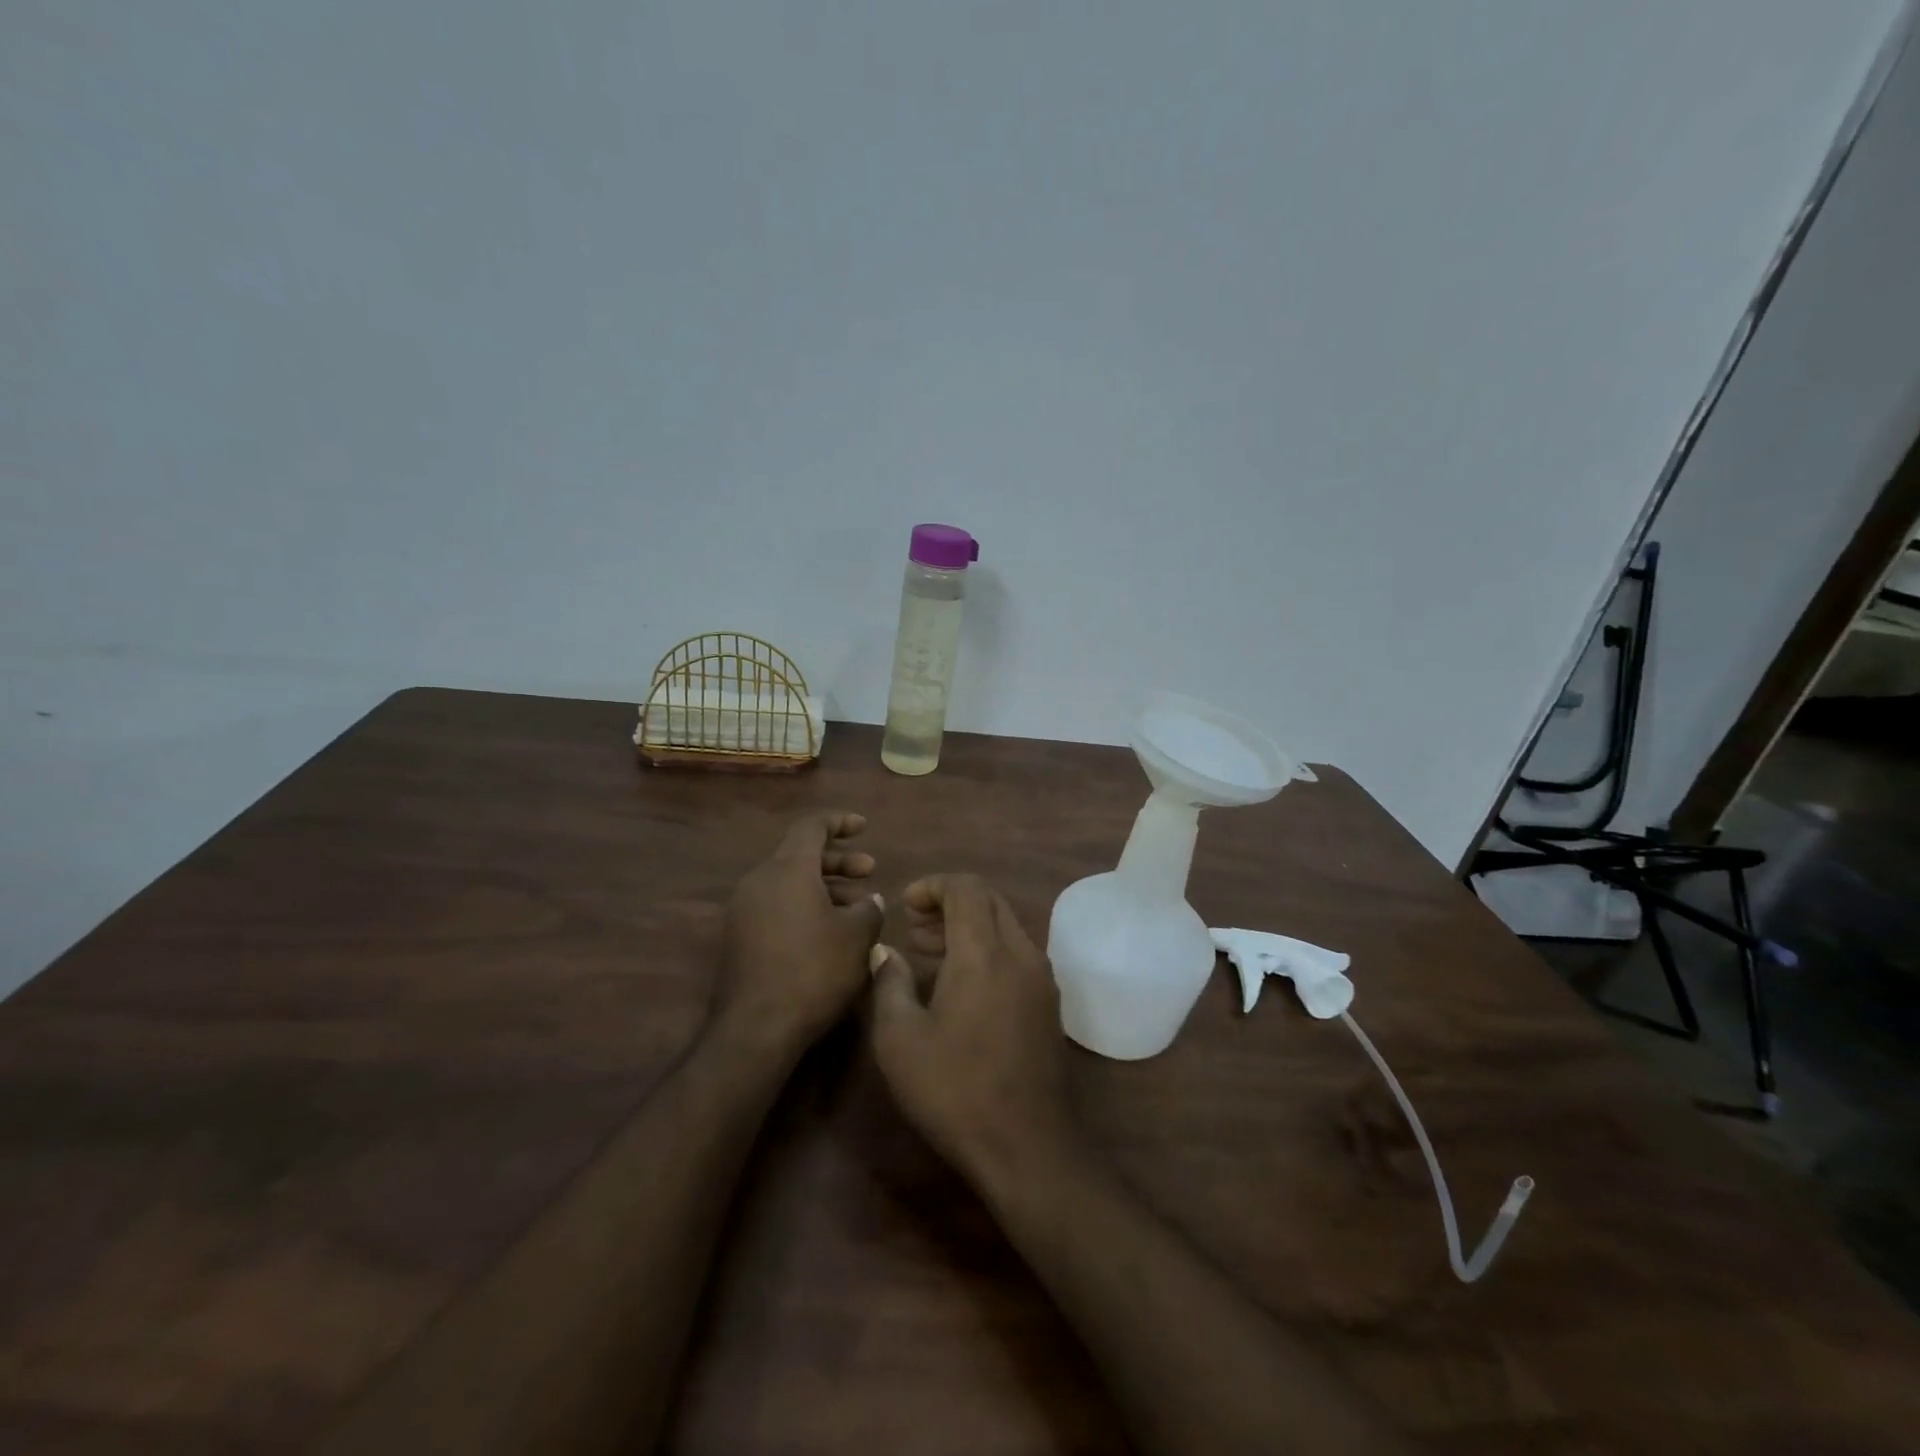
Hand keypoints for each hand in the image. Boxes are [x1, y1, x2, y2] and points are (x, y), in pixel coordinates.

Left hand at [717, 811, 885, 1057]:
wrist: (756, 1028)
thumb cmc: (814, 971)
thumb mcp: (857, 937)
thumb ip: (869, 910)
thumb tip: (871, 901)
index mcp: (787, 869)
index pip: (812, 826)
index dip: (839, 822)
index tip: (863, 827)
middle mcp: (760, 880)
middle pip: (800, 854)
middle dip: (838, 860)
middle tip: (870, 871)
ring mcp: (744, 909)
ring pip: (789, 882)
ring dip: (824, 886)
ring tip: (857, 906)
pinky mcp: (739, 936)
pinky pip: (777, 904)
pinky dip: (805, 905)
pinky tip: (829, 930)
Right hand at [868, 874, 1079, 1186]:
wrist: (1026, 1145)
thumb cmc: (954, 1089)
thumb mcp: (900, 1040)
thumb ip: (889, 983)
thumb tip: (885, 952)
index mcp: (984, 953)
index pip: (966, 888)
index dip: (933, 885)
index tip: (907, 906)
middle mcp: (1020, 953)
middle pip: (989, 900)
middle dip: (950, 902)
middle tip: (915, 927)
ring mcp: (1041, 978)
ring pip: (1005, 925)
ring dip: (969, 925)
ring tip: (931, 952)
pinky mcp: (1049, 1002)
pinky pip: (1017, 952)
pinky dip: (989, 948)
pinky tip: (963, 983)